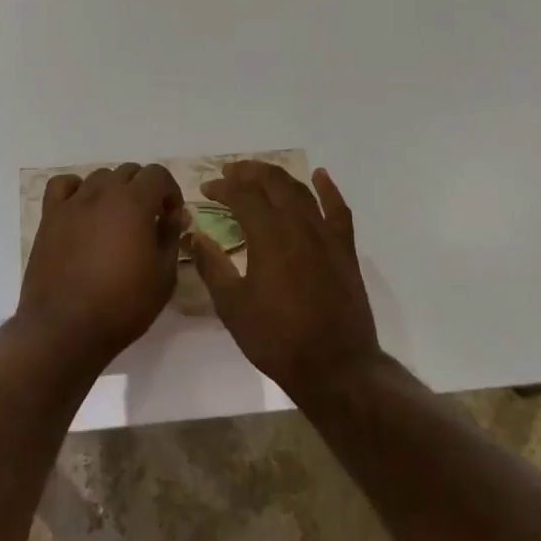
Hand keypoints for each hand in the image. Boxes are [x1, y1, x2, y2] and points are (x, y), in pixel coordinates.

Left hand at [17, 163, 187, 371]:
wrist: (66, 328)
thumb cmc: (122, 305)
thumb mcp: (164, 276)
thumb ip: (171, 237)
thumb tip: (175, 215)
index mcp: (134, 202)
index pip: (157, 174)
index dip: (170, 191)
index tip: (172, 216)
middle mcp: (103, 193)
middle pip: (128, 172)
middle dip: (144, 189)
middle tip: (147, 221)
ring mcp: (73, 203)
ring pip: (99, 177)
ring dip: (113, 191)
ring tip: (115, 220)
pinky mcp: (50, 216)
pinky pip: (63, 186)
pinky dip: (76, 189)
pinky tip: (82, 209)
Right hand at [190, 161, 382, 398]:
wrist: (336, 367)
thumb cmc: (277, 339)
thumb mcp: (233, 307)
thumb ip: (213, 266)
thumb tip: (195, 236)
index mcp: (269, 235)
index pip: (242, 195)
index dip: (222, 187)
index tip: (206, 188)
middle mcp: (298, 224)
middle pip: (272, 183)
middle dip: (248, 172)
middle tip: (229, 173)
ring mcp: (325, 234)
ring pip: (300, 190)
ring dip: (278, 176)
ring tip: (260, 173)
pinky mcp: (344, 249)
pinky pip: (338, 209)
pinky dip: (328, 189)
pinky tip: (320, 176)